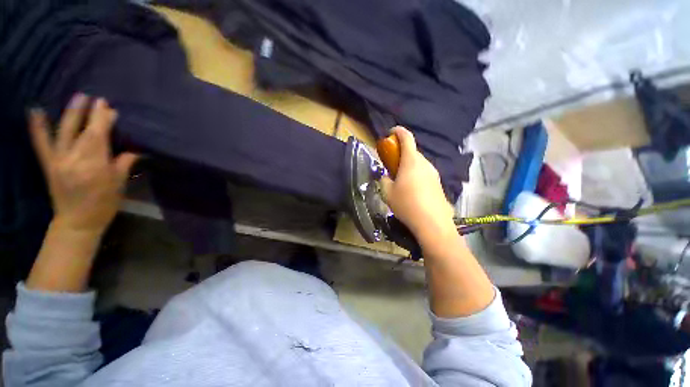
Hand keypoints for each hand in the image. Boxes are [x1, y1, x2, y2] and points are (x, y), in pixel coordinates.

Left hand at [28, 94, 137, 236]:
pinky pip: (41, 143)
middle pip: (81, 131)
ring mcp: (58, 161)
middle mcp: (73, 160)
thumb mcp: (119, 184)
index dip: (103, 120)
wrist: (78, 222)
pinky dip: (37, 127)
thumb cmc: (104, 204)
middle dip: (89, 113)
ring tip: (78, 97)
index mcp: (94, 166)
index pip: (98, 136)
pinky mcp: (48, 164)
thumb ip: (123, 163)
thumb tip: (131, 148)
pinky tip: (35, 110)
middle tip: (97, 99)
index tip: (108, 107)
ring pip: (62, 132)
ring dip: (70, 113)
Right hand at [380, 127, 455, 244]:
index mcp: (412, 161)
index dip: (398, 131)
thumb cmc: (407, 204)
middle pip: (413, 151)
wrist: (432, 223)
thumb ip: (384, 180)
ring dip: (409, 165)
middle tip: (391, 164)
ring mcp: (434, 173)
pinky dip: (416, 174)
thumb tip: (386, 176)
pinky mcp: (438, 183)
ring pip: (419, 163)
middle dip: (401, 153)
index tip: (391, 132)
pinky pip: (424, 172)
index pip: (407, 138)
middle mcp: (425, 163)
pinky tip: (412, 189)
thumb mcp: (388, 193)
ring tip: (401, 179)